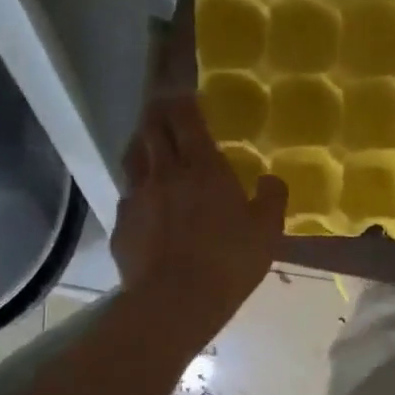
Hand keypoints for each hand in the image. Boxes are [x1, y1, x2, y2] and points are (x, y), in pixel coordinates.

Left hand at [110, 95, 286, 335]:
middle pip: (152, 129)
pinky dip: (137, 186)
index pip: (185, 119)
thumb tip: (272, 179)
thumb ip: (272, 198)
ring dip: (142, 143)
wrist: (175, 301)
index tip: (185, 94)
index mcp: (203, 167)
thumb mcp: (267, 230)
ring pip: (133, 157)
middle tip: (164, 109)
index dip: (183, 102)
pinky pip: (128, 194)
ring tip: (149, 143)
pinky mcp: (122, 224)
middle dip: (158, 114)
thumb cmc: (229, 261)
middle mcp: (164, 173)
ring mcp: (137, 197)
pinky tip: (144, 197)